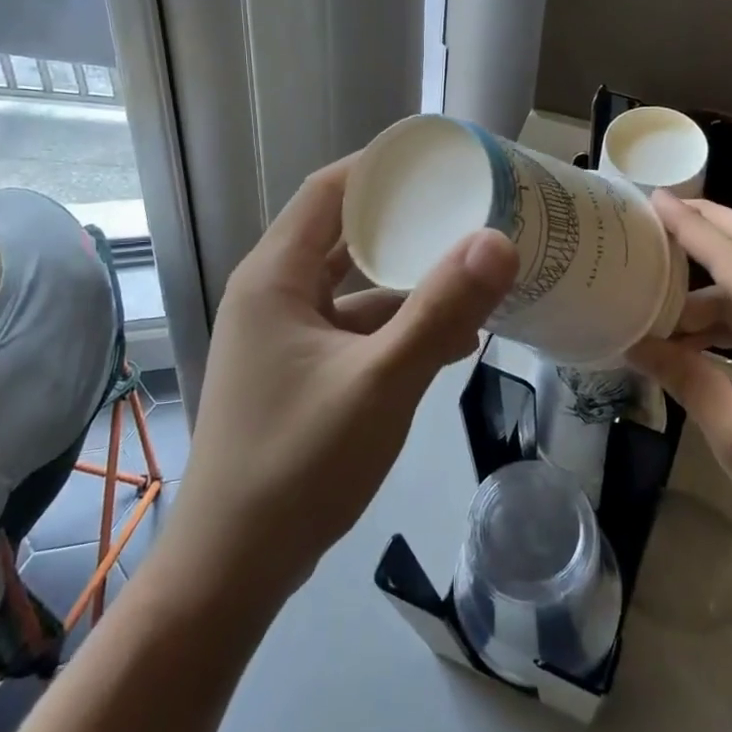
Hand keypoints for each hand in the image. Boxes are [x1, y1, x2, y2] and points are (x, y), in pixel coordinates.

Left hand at [173, 156, 518, 604]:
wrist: (232, 571)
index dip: (383, 167)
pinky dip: (398, 325)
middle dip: (407, 221)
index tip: (442, 160)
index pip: (330, 190)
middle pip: (345, 234)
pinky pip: (354, 328)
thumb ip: (440, 309)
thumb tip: (499, 239)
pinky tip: (452, 338)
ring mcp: (285, 336)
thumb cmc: (297, 465)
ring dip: (408, 279)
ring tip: (473, 268)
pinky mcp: (299, 371)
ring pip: (354, 286)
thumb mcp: (380, 382)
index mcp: (276, 276)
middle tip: (470, 207)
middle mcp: (274, 294)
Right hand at [627, 194, 731, 577]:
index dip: (687, 226)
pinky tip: (690, 335)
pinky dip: (728, 318)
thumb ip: (683, 374)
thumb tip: (631, 341)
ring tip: (656, 288)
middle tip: (658, 211)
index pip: (731, 256)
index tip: (651, 197)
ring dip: (710, 286)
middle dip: (707, 226)